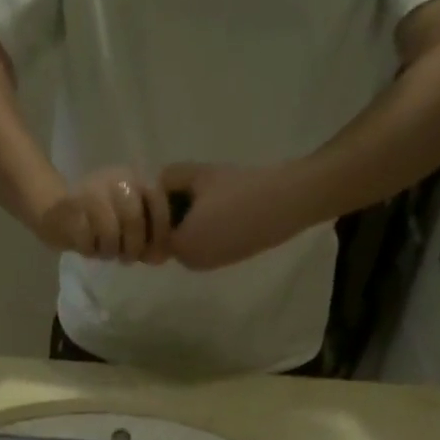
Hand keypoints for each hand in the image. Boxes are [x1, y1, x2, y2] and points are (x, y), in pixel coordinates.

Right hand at [34, 167, 173, 263]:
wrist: (53, 209)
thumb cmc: (97, 221)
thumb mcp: (127, 224)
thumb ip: (146, 236)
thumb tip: (161, 257)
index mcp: (134, 178)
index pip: (157, 199)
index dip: (160, 230)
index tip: (155, 254)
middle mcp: (115, 179)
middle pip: (134, 219)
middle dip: (133, 247)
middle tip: (126, 258)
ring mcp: (92, 191)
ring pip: (110, 232)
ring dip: (109, 251)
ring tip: (104, 252)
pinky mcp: (71, 208)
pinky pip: (88, 240)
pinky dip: (89, 250)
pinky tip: (87, 247)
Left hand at [159, 162, 313, 271]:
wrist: (285, 204)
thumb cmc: (239, 189)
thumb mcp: (199, 175)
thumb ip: (171, 179)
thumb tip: (158, 185)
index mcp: (180, 246)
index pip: (154, 230)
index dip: (160, 208)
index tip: (173, 187)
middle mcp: (190, 262)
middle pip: (170, 238)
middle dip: (174, 216)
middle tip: (190, 188)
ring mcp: (209, 264)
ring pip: (188, 241)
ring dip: (191, 222)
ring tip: (210, 195)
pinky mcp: (226, 261)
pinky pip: (206, 244)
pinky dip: (207, 228)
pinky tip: (224, 208)